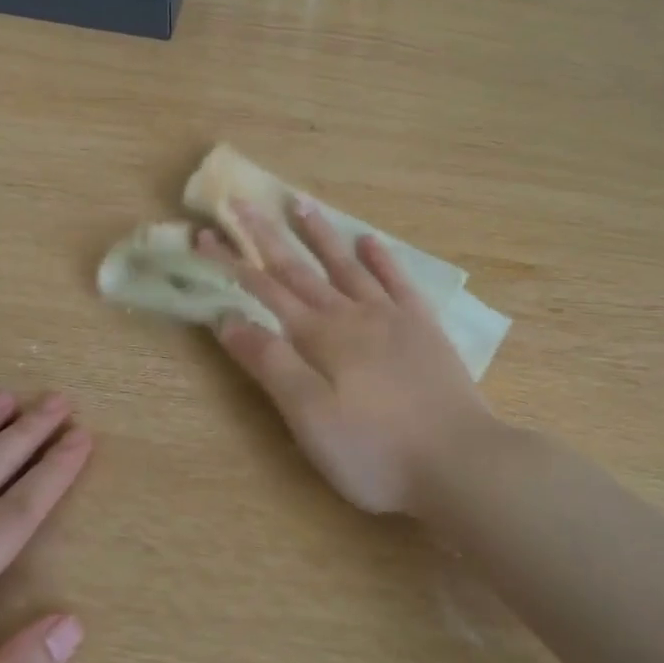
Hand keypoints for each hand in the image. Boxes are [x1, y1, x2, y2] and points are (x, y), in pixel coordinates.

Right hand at [200, 200, 493, 513]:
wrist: (458, 461)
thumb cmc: (374, 450)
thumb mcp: (309, 417)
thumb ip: (270, 364)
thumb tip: (228, 319)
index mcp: (319, 337)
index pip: (265, 289)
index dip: (232, 261)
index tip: (205, 234)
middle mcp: (352, 315)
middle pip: (300, 268)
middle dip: (266, 235)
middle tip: (242, 201)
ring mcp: (392, 317)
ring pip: (348, 265)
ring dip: (321, 235)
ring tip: (301, 202)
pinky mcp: (424, 329)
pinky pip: (399, 281)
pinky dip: (382, 258)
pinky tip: (370, 241)